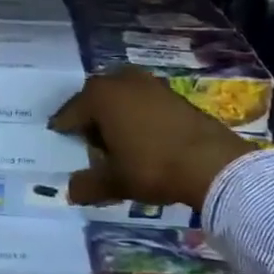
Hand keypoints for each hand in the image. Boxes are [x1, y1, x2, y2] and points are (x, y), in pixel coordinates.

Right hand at [49, 66, 254, 210]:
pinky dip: (137, 115)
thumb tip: (70, 192)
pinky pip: (143, 101)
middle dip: (90, 118)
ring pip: (121, 97)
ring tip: (118, 141)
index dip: (63, 129)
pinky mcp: (172, 93)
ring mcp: (149, 83)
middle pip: (95, 99)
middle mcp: (121, 81)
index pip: (70, 112)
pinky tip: (143, 138)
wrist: (213, 163)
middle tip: (89, 143)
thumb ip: (88, 185)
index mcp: (100, 96)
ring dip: (115, 114)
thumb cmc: (153, 166)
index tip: (60, 141)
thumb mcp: (115, 181)